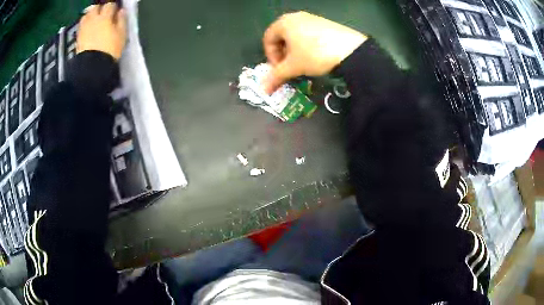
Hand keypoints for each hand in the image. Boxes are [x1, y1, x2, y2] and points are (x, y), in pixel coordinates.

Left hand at [77, 3, 126, 60]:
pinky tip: (88, 30)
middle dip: (99, 9)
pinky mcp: (78, 38)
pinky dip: (85, 26)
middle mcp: (93, 19)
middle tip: (103, 15)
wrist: (92, 67)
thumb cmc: (110, 50)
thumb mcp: (121, 35)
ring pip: (86, 16)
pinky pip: (81, 27)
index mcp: (105, 17)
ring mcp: (84, 28)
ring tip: (94, 22)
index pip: (110, 5)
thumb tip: (121, 11)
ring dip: (90, 16)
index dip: (113, 8)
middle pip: (95, 8)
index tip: (115, 12)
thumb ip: (122, 21)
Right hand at [262, 11, 366, 93]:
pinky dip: (307, 45)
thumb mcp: (293, 67)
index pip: (267, 39)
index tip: (278, 69)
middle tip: (289, 67)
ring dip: (294, 51)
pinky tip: (316, 56)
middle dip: (282, 54)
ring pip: (295, 35)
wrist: (350, 50)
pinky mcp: (325, 23)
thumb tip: (263, 90)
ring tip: (303, 63)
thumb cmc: (314, 54)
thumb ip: (275, 77)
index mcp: (283, 22)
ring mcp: (312, 18)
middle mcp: (296, 16)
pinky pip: (309, 33)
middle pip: (281, 36)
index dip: (270, 56)